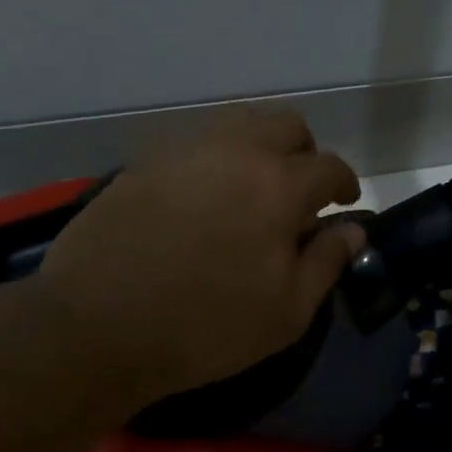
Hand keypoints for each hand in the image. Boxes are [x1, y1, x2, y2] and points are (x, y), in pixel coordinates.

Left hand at [39, 109, 364, 406]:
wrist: (98, 327)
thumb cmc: (206, 327)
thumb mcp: (287, 312)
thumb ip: (326, 262)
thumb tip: (353, 230)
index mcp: (279, 187)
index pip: (329, 166)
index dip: (345, 183)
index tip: (345, 202)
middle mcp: (235, 153)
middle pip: (286, 126)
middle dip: (305, 153)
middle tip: (300, 192)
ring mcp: (184, 153)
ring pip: (238, 124)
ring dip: (259, 147)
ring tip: (253, 189)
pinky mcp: (143, 164)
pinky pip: (194, 145)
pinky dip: (215, 161)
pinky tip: (203, 199)